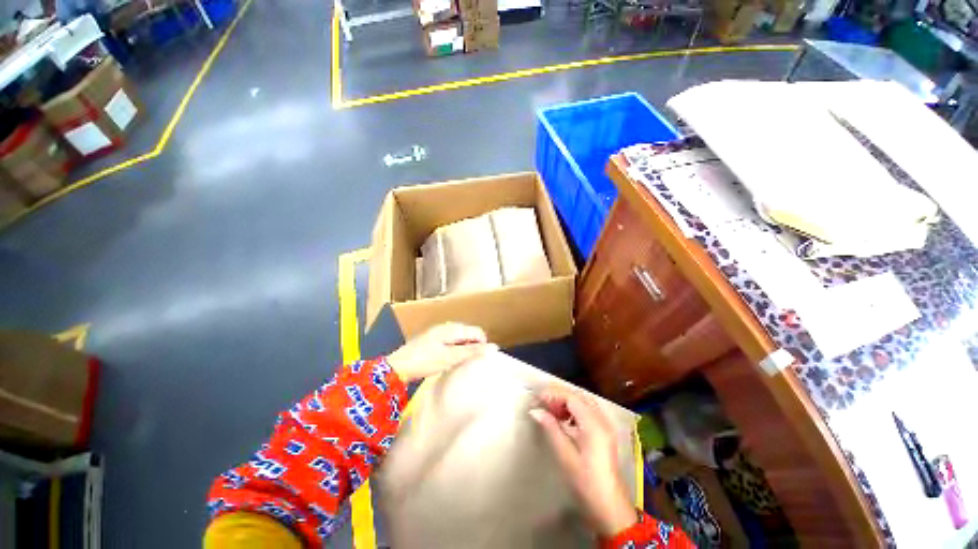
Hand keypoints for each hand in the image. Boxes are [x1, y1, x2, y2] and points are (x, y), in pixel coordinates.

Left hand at [386, 323, 495, 381]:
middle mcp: (447, 327)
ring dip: (465, 349)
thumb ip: (472, 351)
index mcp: (452, 328)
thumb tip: (493, 346)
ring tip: (462, 363)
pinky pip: (452, 342)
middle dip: (474, 346)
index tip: (481, 360)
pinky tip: (451, 360)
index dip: (483, 345)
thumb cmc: (425, 361)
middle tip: (472, 363)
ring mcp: (439, 333)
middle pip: (469, 333)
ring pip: (460, 338)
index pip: (477, 332)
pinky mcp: (433, 340)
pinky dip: (456, 350)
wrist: (397, 367)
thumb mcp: (451, 357)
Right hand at [529, 388, 636, 536]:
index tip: (538, 398)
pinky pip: (588, 411)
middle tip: (543, 403)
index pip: (572, 397)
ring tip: (551, 410)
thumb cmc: (585, 482)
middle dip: (560, 396)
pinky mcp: (605, 432)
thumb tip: (535, 410)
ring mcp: (605, 426)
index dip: (554, 394)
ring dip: (567, 402)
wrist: (609, 506)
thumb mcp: (565, 455)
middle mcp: (602, 420)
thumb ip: (551, 428)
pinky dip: (574, 410)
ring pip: (584, 402)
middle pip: (579, 396)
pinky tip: (564, 419)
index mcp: (594, 424)